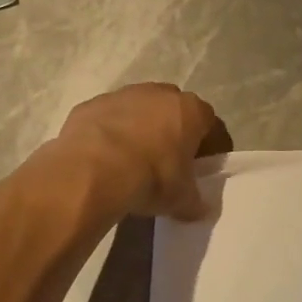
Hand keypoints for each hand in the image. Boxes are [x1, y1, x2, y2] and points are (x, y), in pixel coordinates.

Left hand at [52, 82, 223, 220]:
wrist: (93, 170)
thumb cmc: (151, 178)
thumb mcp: (181, 199)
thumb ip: (194, 201)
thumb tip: (198, 208)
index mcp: (190, 110)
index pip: (209, 124)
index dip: (208, 146)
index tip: (200, 167)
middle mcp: (159, 93)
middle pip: (173, 110)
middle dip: (172, 132)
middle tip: (167, 162)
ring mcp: (123, 95)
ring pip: (138, 110)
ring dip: (139, 129)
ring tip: (132, 161)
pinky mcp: (92, 104)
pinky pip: (108, 118)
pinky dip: (109, 133)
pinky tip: (104, 158)